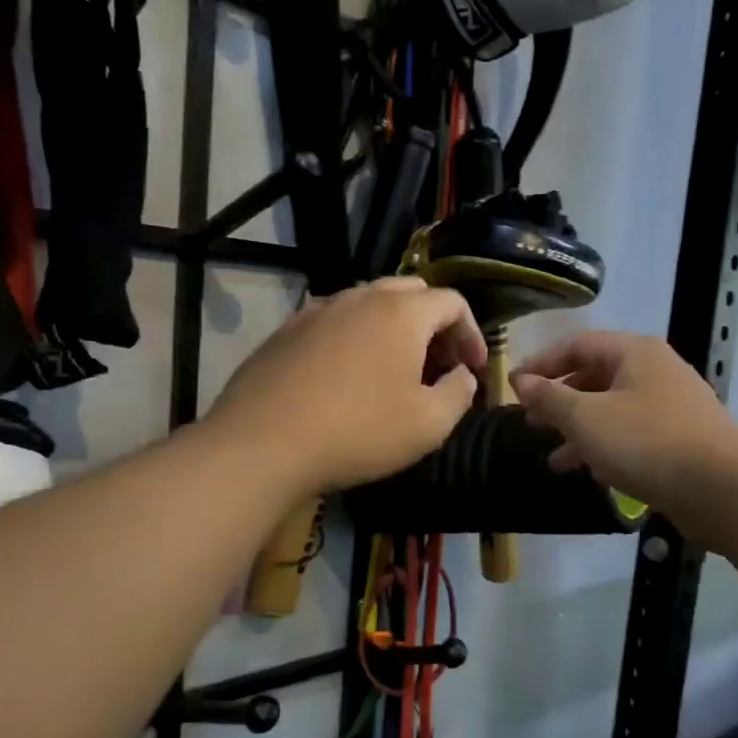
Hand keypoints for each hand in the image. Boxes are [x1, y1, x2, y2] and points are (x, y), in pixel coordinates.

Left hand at [207, 278, 487, 493]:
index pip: (452, 302)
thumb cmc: (359, 432)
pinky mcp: (287, 330)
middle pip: (412, 293)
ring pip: (370, 303)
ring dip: (395, 329)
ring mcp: (318, 310)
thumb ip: (459, 392)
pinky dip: (357, 338)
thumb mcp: (429, 424)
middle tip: (440, 364)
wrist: (262, 444)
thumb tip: (462, 375)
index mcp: (401, 313)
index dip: (473, 333)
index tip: (474, 368)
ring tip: (397, 370)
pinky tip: (350, 375)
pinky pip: (336, 321)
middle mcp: (360, 297)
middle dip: (435, 325)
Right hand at [511, 331, 737, 518]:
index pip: (577, 345)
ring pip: (614, 410)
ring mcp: (674, 405)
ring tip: (555, 461)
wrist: (719, 489)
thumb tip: (521, 380)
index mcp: (636, 353)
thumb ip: (550, 399)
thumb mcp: (587, 419)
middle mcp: (657, 371)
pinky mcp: (682, 438)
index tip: (515, 388)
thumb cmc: (646, 443)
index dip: (542, 364)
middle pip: (596, 377)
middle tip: (531, 424)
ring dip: (581, 432)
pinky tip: (592, 472)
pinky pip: (634, 434)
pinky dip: (608, 447)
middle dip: (560, 402)